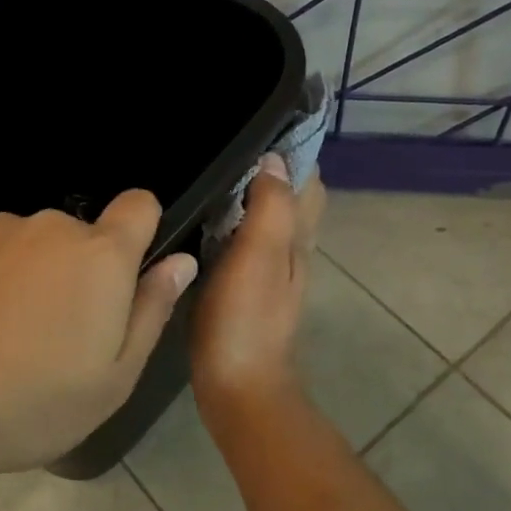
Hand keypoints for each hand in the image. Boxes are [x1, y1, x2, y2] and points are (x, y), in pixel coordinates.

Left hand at [0, 191, 197, 474]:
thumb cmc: (30, 400)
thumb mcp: (112, 379)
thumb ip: (152, 311)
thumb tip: (181, 262)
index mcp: (100, 255)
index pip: (140, 204)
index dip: (142, 232)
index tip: (126, 277)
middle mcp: (49, 226)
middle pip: (82, 237)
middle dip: (79, 274)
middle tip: (57, 339)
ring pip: (31, 247)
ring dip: (30, 278)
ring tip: (2, 340)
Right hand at [191, 155, 325, 424]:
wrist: (237, 386)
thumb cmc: (246, 320)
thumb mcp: (259, 257)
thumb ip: (270, 208)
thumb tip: (274, 159)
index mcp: (297, 238)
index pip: (308, 181)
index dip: (293, 150)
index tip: (259, 124)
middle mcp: (290, 251)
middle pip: (290, 198)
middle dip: (269, 167)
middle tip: (226, 144)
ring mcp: (268, 273)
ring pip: (266, 220)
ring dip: (249, 195)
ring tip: (210, 171)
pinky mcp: (244, 290)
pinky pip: (243, 243)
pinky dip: (231, 223)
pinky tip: (202, 221)